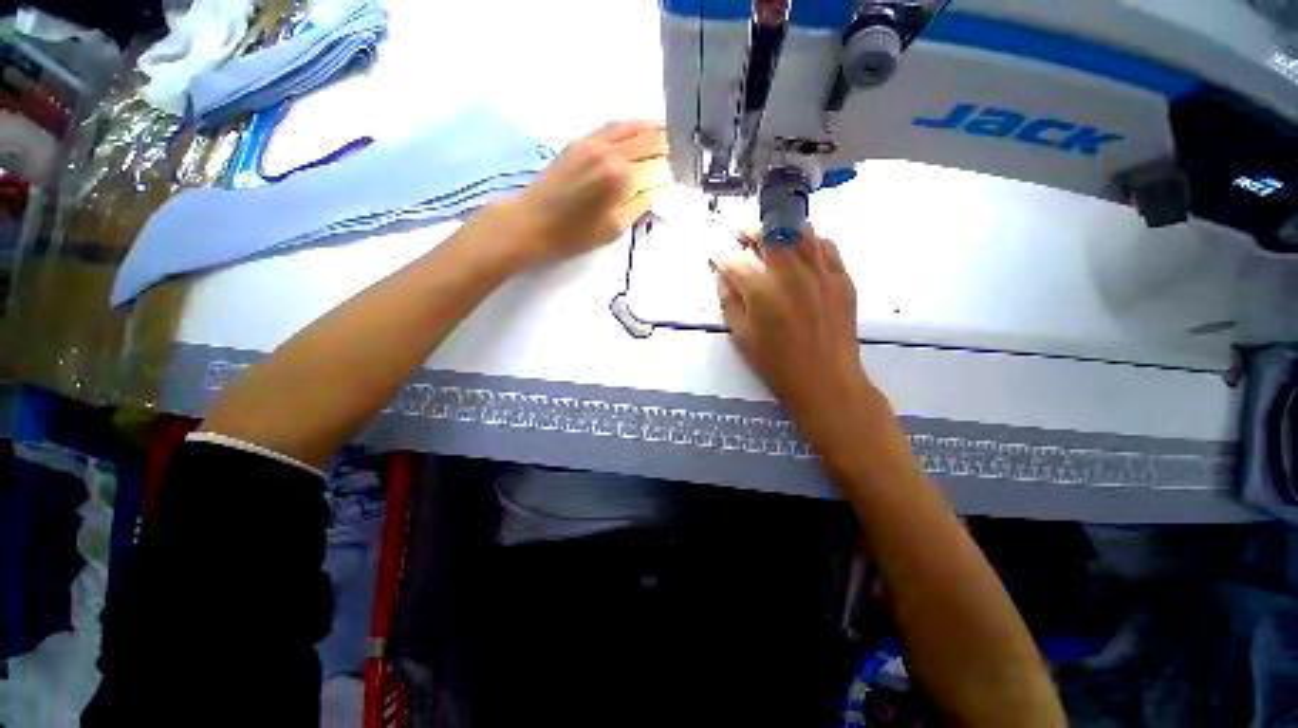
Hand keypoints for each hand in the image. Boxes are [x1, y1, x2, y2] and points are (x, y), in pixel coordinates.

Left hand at [501, 120, 668, 263]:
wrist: (531, 223)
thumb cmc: (574, 235)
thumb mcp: (615, 228)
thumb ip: (641, 203)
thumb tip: (659, 186)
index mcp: (622, 176)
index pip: (656, 165)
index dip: (670, 168)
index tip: (679, 171)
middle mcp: (610, 151)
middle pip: (646, 141)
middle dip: (664, 145)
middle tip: (678, 150)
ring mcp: (593, 142)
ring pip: (630, 127)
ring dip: (649, 129)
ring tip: (665, 133)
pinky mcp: (579, 141)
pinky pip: (611, 127)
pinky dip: (629, 126)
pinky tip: (636, 130)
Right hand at [712, 225, 870, 419]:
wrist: (827, 381)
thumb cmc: (777, 365)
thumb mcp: (743, 338)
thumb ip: (730, 303)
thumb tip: (723, 278)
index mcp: (762, 293)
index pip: (734, 263)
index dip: (720, 254)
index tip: (713, 250)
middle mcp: (792, 275)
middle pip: (770, 235)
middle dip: (751, 229)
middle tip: (741, 232)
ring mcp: (821, 274)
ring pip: (802, 232)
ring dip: (781, 229)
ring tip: (771, 234)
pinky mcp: (842, 279)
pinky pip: (827, 246)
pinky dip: (810, 241)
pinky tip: (803, 248)